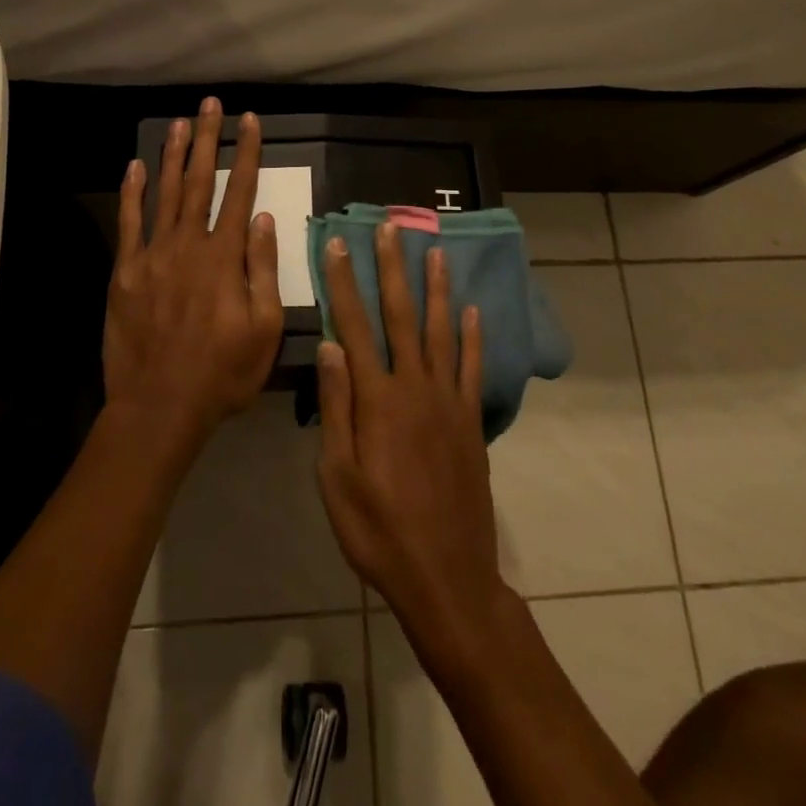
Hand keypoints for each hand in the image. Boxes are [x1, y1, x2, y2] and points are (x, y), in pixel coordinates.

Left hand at [103, 98, 283, 440]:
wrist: (159, 406)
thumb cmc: (222, 373)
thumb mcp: (263, 329)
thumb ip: (262, 270)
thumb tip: (264, 219)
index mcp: (224, 257)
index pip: (239, 192)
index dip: (246, 153)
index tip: (250, 121)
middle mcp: (188, 245)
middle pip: (199, 181)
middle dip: (207, 139)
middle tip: (209, 104)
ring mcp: (152, 255)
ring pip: (164, 193)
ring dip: (173, 155)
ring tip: (179, 122)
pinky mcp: (125, 272)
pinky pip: (129, 223)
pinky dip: (132, 192)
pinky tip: (135, 167)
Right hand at [315, 225, 507, 648]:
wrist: (447, 577)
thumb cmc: (379, 531)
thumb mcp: (338, 477)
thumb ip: (336, 407)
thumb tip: (331, 345)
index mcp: (378, 400)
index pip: (355, 325)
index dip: (344, 282)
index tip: (338, 244)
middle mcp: (415, 387)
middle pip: (401, 315)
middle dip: (392, 268)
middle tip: (391, 228)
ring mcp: (448, 402)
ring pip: (442, 331)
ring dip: (436, 288)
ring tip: (434, 252)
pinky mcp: (471, 421)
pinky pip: (472, 368)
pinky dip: (473, 337)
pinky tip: (473, 311)